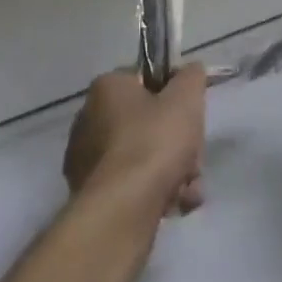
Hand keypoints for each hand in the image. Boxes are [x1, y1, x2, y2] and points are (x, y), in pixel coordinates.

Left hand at [63, 65, 206, 217]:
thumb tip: (191, 71)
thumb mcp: (185, 98)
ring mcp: (88, 160)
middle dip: (178, 142)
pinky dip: (155, 193)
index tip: (191, 115)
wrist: (122, 210)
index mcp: (107, 87)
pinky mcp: (91, 196)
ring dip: (173, 171)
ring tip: (189, 189)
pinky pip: (131, 185)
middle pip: (149, 123)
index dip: (174, 96)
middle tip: (193, 157)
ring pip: (144, 157)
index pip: (147, 80)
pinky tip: (176, 205)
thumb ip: (192, 77)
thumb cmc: (153, 142)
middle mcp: (90, 118)